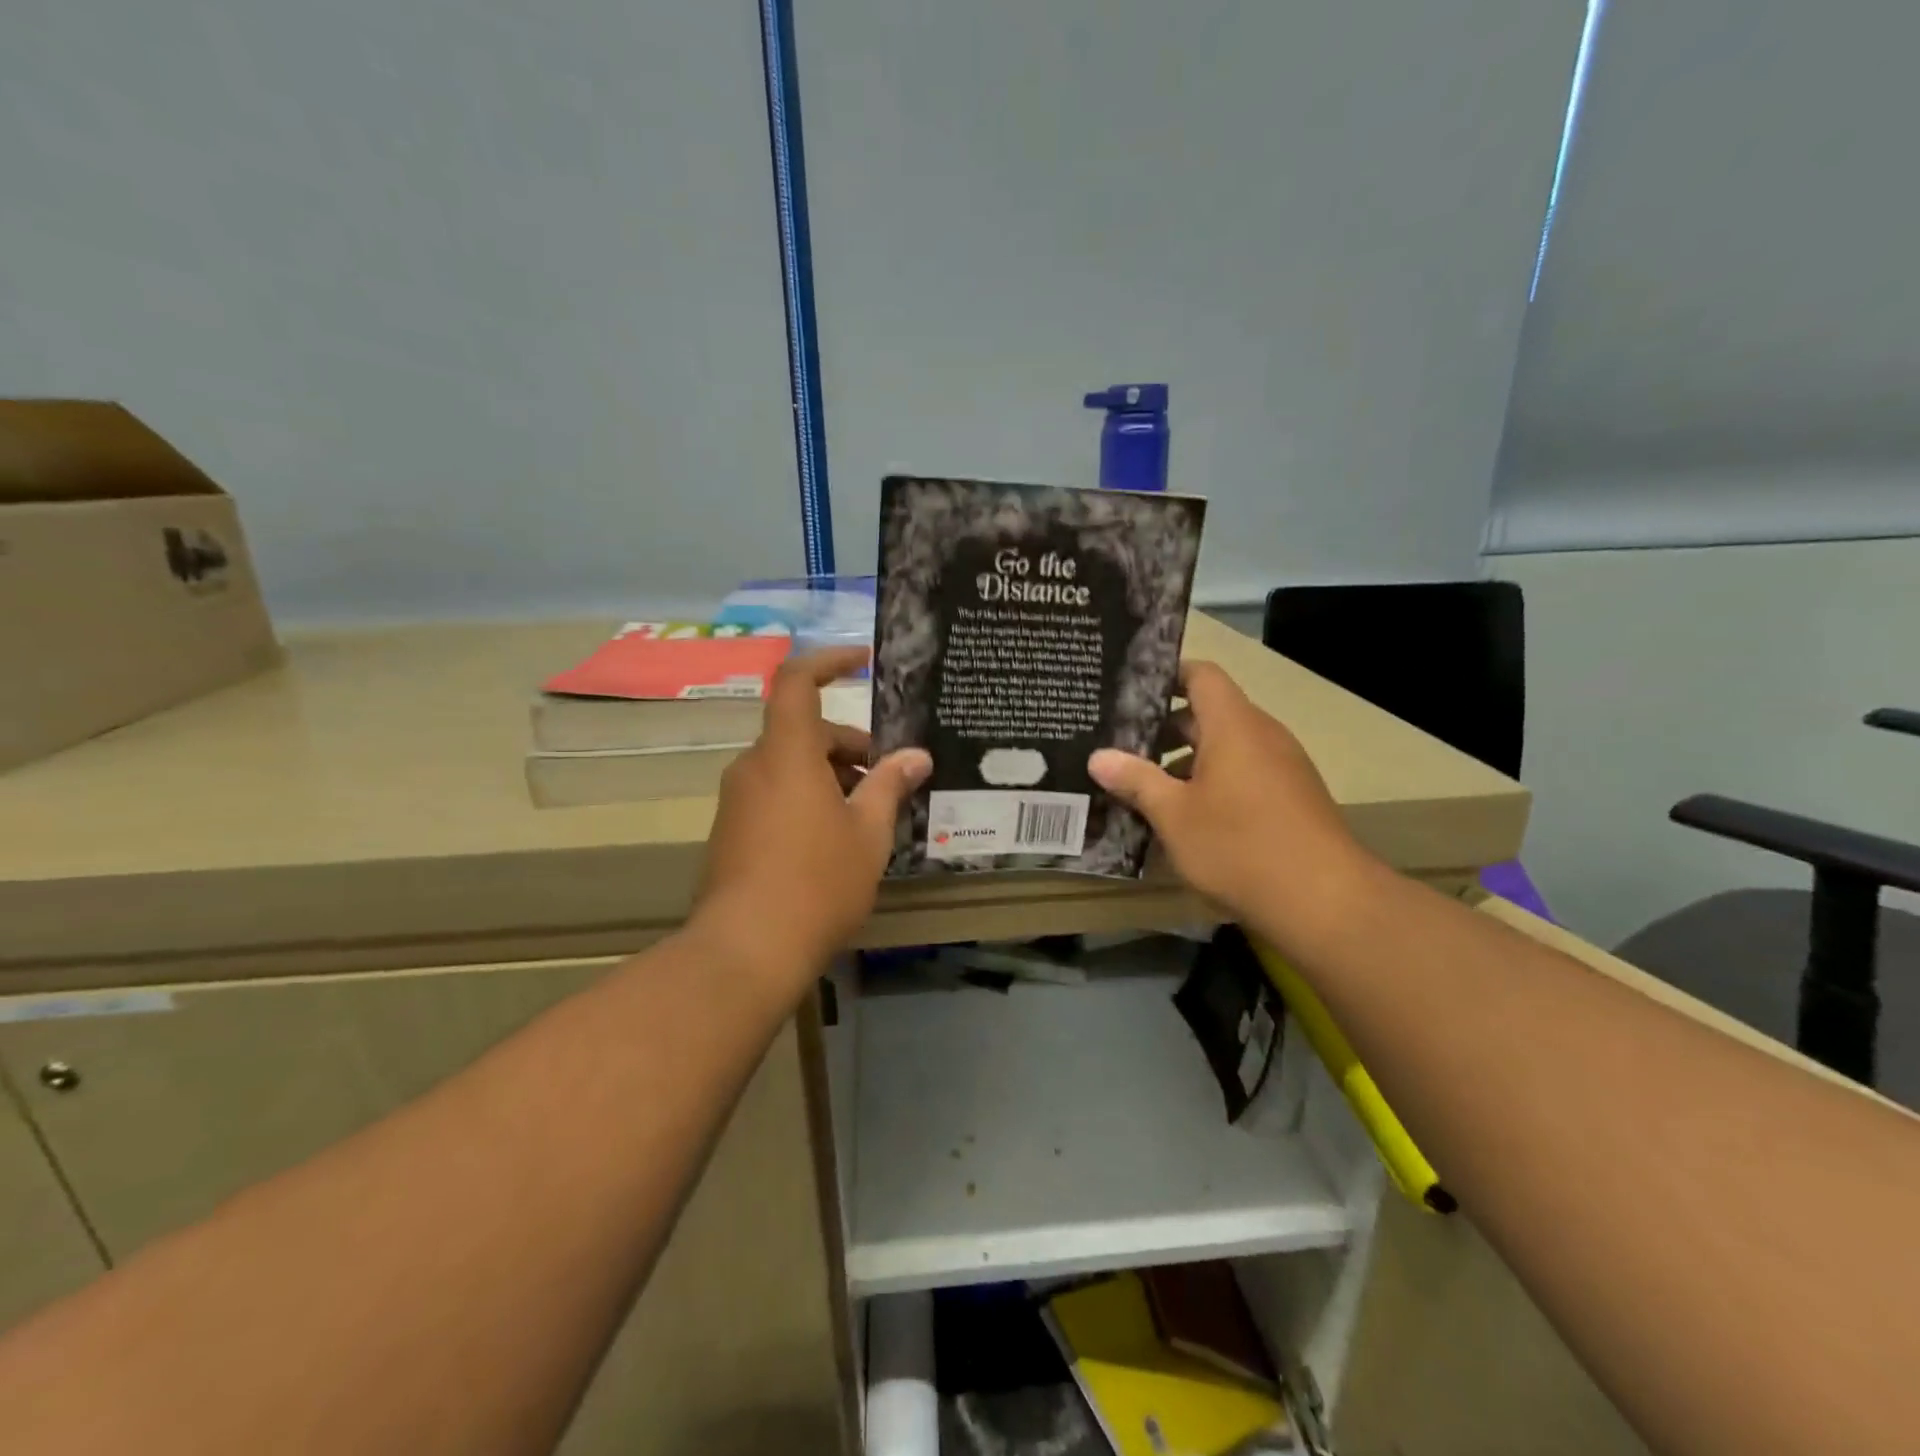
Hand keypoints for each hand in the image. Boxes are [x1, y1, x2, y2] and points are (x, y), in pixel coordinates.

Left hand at [692, 648, 930, 993]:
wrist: (746, 949)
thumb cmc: (818, 882)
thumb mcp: (869, 833)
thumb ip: (890, 786)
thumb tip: (916, 756)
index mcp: (787, 753)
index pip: (797, 682)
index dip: (828, 661)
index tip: (862, 661)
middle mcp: (754, 767)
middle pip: (803, 732)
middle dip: (849, 745)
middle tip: (888, 778)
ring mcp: (737, 800)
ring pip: (790, 766)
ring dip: (830, 776)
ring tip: (869, 815)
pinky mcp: (731, 831)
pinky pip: (775, 794)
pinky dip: (807, 798)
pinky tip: (835, 840)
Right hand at [1089, 660, 1375, 941]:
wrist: (1324, 901)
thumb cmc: (1239, 845)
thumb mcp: (1174, 815)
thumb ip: (1136, 780)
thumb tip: (1098, 757)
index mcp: (1233, 725)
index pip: (1200, 675)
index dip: (1166, 674)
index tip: (1129, 690)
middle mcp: (1262, 735)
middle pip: (1209, 713)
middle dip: (1164, 728)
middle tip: (1120, 744)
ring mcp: (1282, 766)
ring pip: (1226, 747)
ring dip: (1186, 761)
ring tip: (1144, 784)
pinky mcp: (1292, 797)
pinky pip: (1244, 773)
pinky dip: (1212, 782)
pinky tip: (1185, 817)